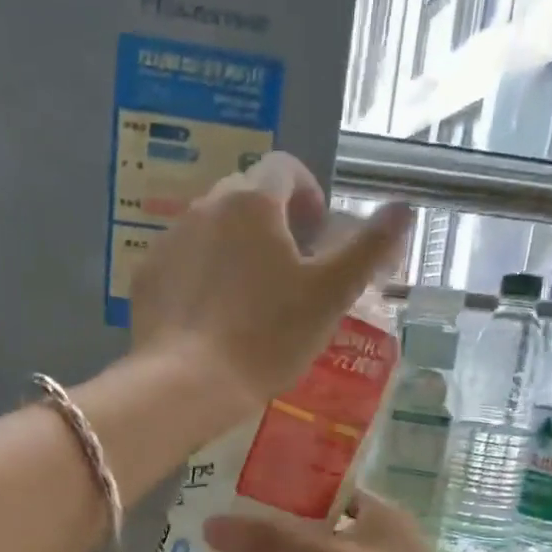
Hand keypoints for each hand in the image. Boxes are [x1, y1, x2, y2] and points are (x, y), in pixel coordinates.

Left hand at [127, 152, 411, 408]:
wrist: (187, 383)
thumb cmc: (267, 336)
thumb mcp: (330, 295)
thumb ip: (369, 248)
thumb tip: (405, 207)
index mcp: (253, 202)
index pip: (285, 168)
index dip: (308, 193)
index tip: (318, 233)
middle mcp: (205, 207)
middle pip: (245, 197)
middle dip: (272, 222)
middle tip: (290, 271)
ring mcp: (169, 241)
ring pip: (211, 230)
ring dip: (235, 249)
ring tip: (250, 300)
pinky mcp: (147, 278)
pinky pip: (182, 263)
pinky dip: (202, 276)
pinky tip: (213, 318)